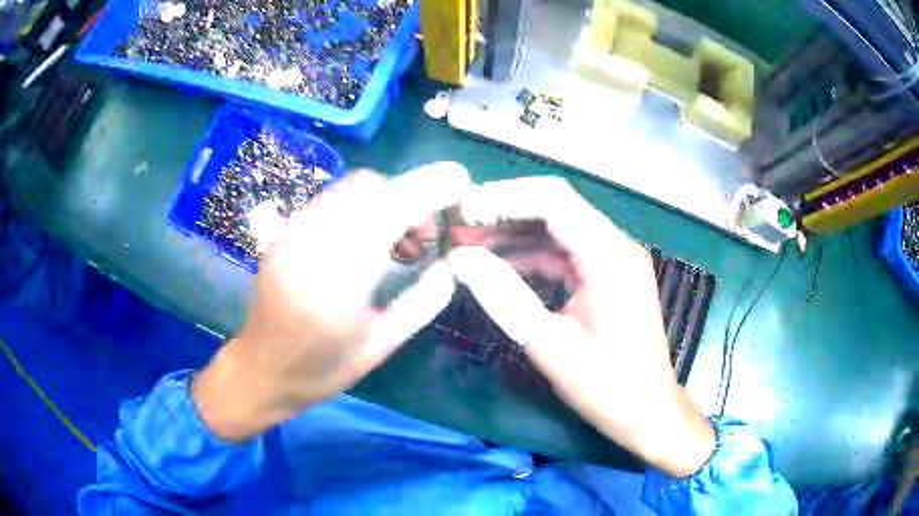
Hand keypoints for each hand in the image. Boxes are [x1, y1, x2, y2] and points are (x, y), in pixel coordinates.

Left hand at [193, 163, 470, 440]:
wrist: (260, 370)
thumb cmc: (321, 370)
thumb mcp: (379, 347)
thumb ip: (421, 304)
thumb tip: (449, 267)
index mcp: (337, 283)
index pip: (389, 212)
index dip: (428, 189)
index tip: (459, 180)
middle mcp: (309, 246)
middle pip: (368, 188)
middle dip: (407, 197)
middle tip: (422, 238)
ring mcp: (290, 234)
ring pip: (348, 189)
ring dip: (383, 202)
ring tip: (394, 244)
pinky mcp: (282, 233)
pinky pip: (330, 201)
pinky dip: (358, 209)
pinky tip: (363, 241)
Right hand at [447, 177, 714, 477]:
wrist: (648, 411)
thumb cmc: (606, 386)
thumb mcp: (549, 344)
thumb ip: (503, 295)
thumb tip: (460, 259)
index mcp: (609, 255)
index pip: (552, 200)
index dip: (502, 198)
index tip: (461, 212)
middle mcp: (616, 245)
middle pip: (555, 207)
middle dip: (503, 213)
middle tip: (457, 227)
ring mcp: (615, 258)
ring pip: (557, 228)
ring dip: (514, 234)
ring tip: (469, 243)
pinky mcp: (609, 275)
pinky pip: (566, 252)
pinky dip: (532, 255)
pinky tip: (499, 265)